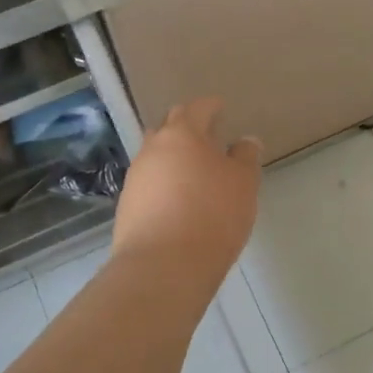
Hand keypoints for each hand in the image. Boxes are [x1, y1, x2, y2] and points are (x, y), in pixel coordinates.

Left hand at [112, 98, 261, 279]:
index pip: (197, 108)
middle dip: (188, 128)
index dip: (211, 106)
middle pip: (169, 128)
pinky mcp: (127, 207)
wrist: (163, 266)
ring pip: (156, 157)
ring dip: (174, 159)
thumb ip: (246, 157)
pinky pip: (149, 185)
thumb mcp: (243, 184)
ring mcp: (135, 178)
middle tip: (208, 138)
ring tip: (195, 173)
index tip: (221, 108)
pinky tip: (179, 202)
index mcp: (181, 134)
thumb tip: (245, 141)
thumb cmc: (212, 214)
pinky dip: (165, 185)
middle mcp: (152, 149)